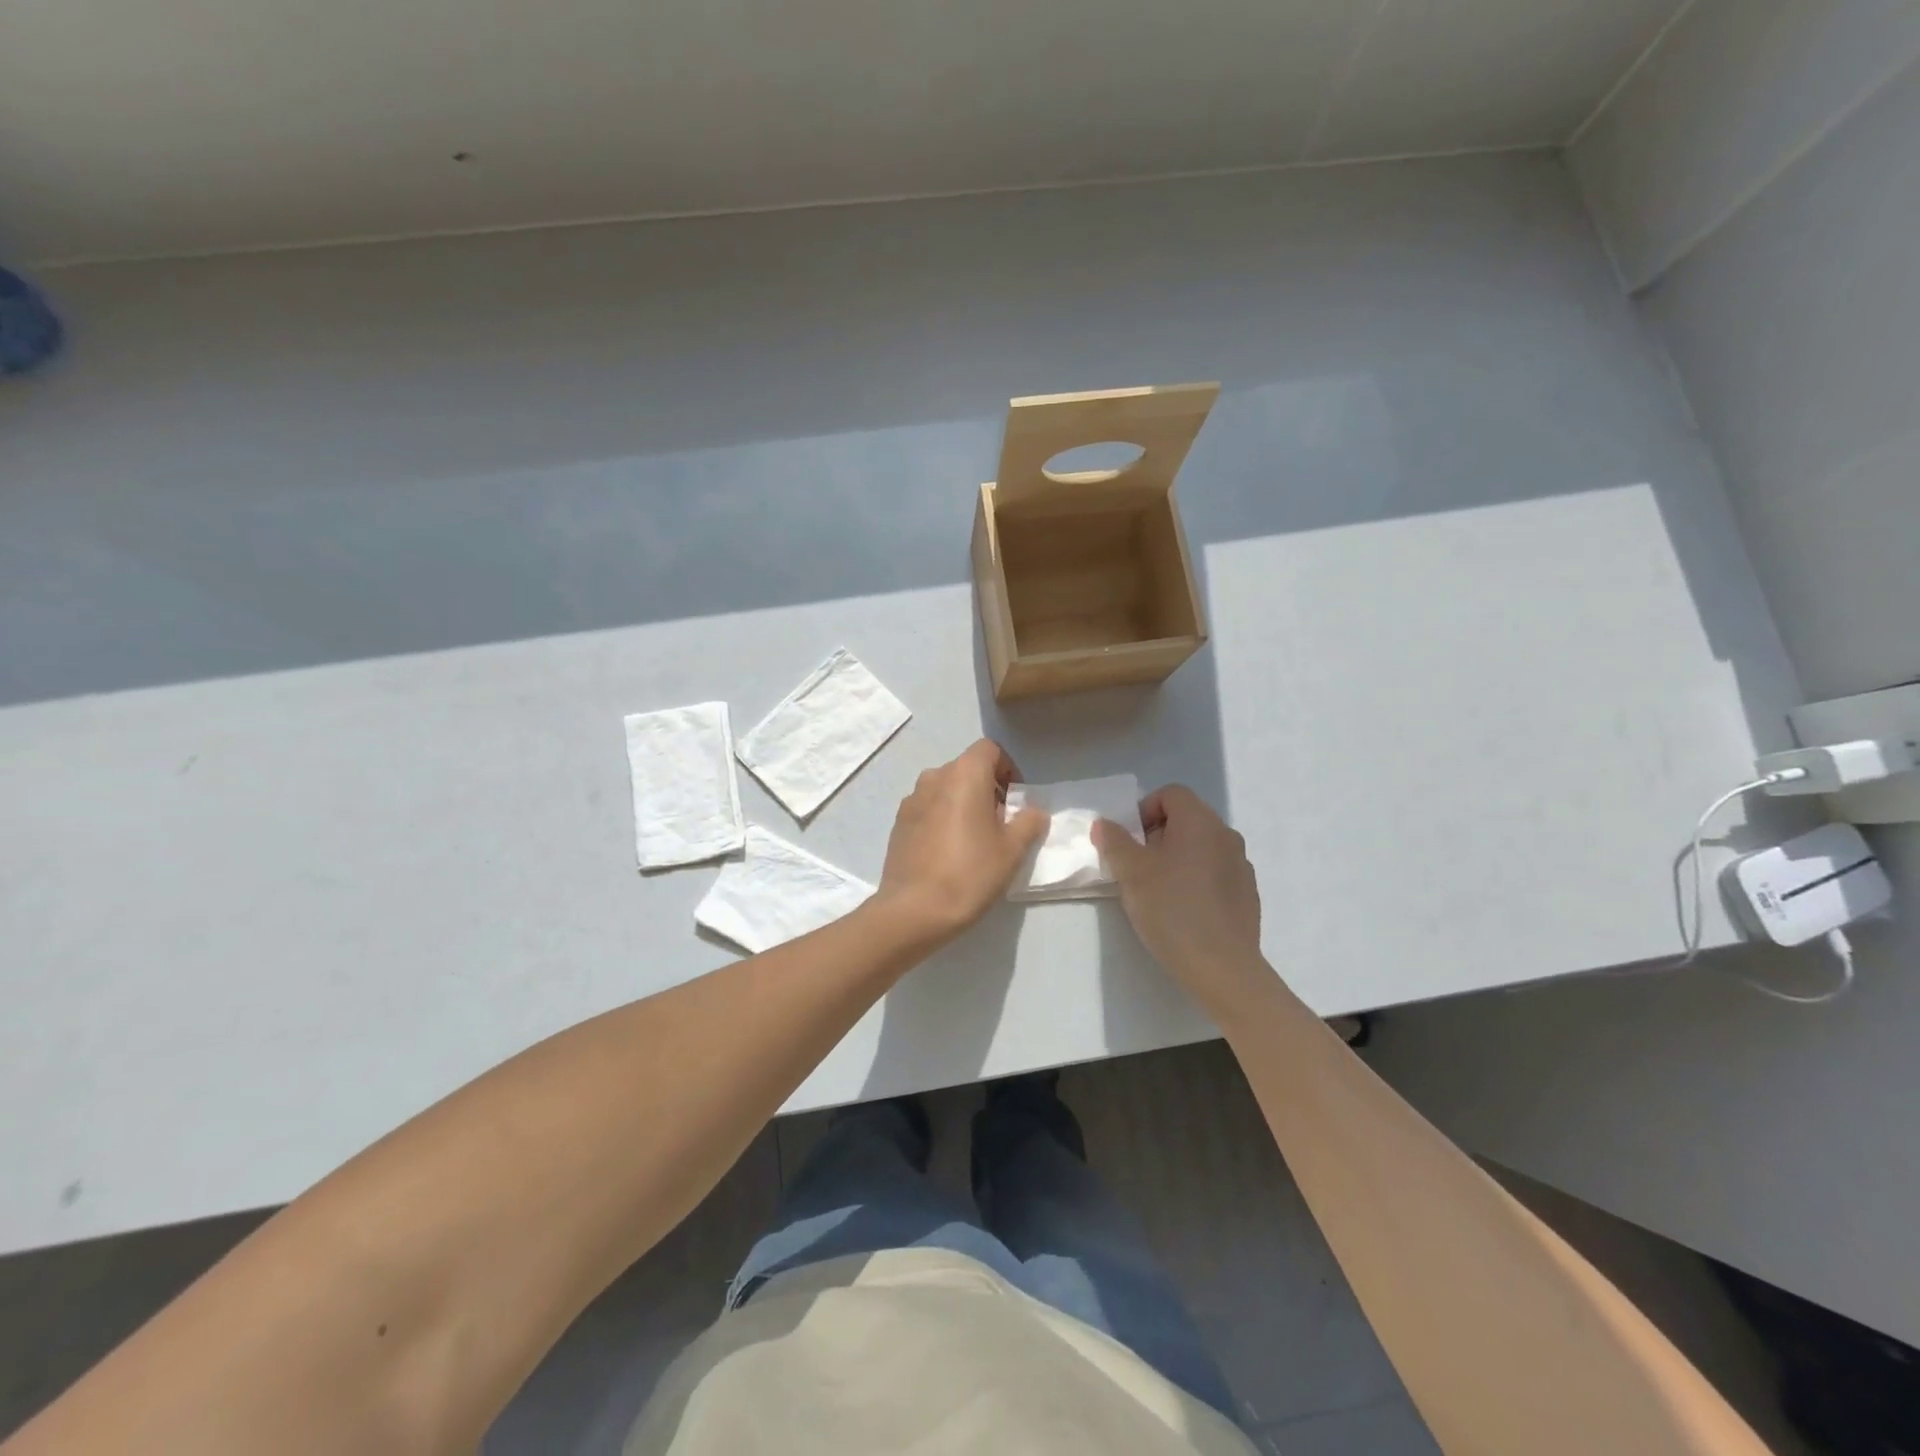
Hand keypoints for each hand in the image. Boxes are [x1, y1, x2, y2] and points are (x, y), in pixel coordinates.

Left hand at [874, 740, 1048, 943]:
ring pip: (945, 789)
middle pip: (966, 769)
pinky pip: (928, 809)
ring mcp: (911, 800)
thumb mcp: (1012, 849)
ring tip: (974, 840)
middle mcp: (934, 777)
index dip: (1007, 768)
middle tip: (1000, 823)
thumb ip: (1029, 822)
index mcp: (964, 774)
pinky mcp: (898, 823)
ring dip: (962, 803)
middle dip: (987, 788)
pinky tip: (948, 853)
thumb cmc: (970, 872)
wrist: (914, 910)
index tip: (1015, 799)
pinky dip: (942, 819)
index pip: (989, 750)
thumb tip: (1033, 811)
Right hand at [1092, 785, 1267, 1012]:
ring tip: (1157, 891)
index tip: (1129, 842)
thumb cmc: (1172, 910)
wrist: (1222, 968)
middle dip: (1157, 836)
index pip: (1171, 794)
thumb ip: (1114, 841)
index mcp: (1200, 822)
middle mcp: (1226, 835)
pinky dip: (1195, 879)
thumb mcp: (1131, 873)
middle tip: (1137, 868)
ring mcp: (1241, 865)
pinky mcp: (1247, 894)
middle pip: (1186, 818)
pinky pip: (1215, 872)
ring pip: (1201, 847)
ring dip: (1176, 858)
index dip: (1144, 810)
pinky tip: (1183, 911)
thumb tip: (1105, 823)